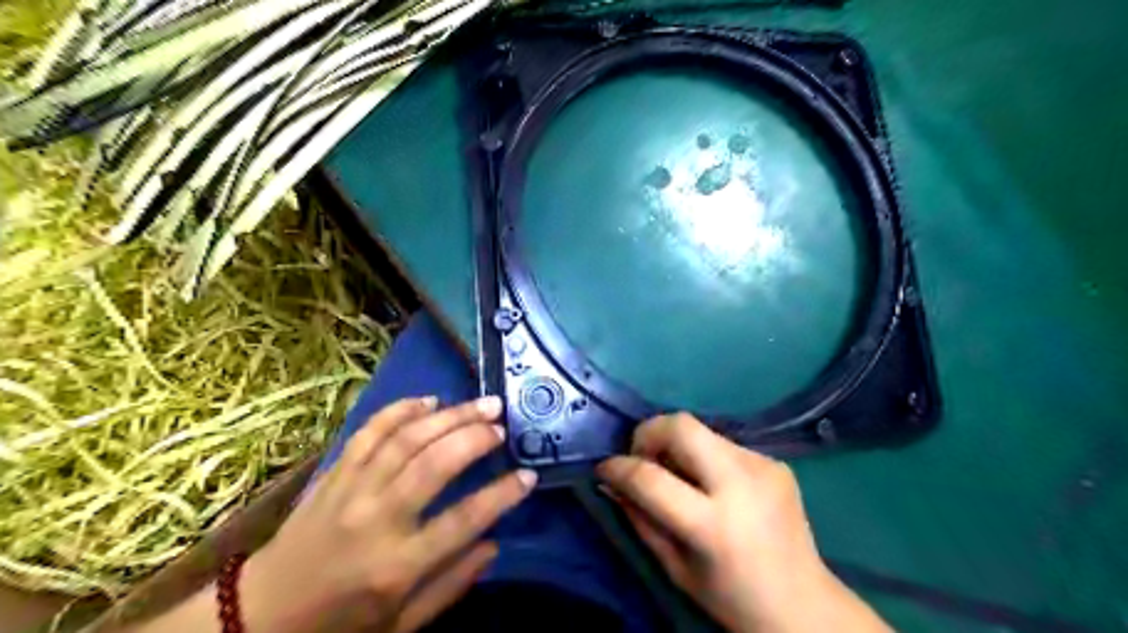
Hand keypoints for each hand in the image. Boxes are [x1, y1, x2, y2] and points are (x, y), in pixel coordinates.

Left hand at [238, 395, 535, 632]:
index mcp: (398, 565)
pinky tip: (428, 401)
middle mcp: (377, 519)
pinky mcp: (334, 474)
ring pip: (406, 439)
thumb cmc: (340, 623)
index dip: (502, 494)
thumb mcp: (402, 625)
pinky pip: (370, 432)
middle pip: (434, 464)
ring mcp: (351, 490)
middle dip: (475, 437)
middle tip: (503, 423)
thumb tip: (494, 543)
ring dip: (449, 416)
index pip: (464, 519)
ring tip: (481, 404)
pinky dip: (400, 411)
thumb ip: (451, 585)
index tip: (529, 475)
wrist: (262, 614)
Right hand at [599, 415, 891, 631]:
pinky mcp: (775, 462)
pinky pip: (724, 445)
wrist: (805, 606)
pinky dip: (705, 457)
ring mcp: (763, 467)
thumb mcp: (675, 568)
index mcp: (714, 525)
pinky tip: (712, 485)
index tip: (604, 469)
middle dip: (648, 433)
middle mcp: (742, 484)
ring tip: (678, 475)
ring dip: (677, 446)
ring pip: (701, 430)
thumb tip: (612, 483)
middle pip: (681, 426)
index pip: (651, 477)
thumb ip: (640, 519)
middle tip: (641, 457)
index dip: (619, 468)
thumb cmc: (731, 598)